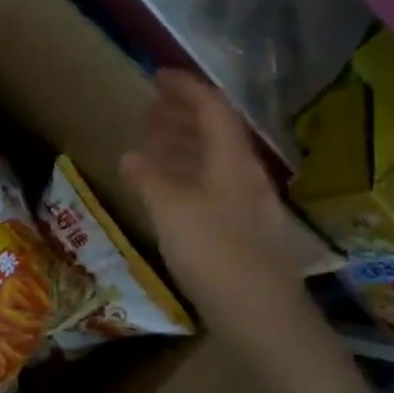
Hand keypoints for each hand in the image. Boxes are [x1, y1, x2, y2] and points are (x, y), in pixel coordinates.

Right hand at [121, 71, 298, 302]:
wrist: (262, 316)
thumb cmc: (215, 255)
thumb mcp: (172, 212)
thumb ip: (149, 179)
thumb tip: (131, 155)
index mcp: (231, 161)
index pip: (211, 109)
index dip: (186, 88)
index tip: (158, 75)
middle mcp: (243, 174)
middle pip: (215, 131)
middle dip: (183, 113)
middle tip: (151, 105)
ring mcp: (244, 202)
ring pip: (211, 159)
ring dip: (183, 143)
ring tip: (153, 138)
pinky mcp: (240, 228)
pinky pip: (209, 184)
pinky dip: (186, 173)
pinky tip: (167, 186)